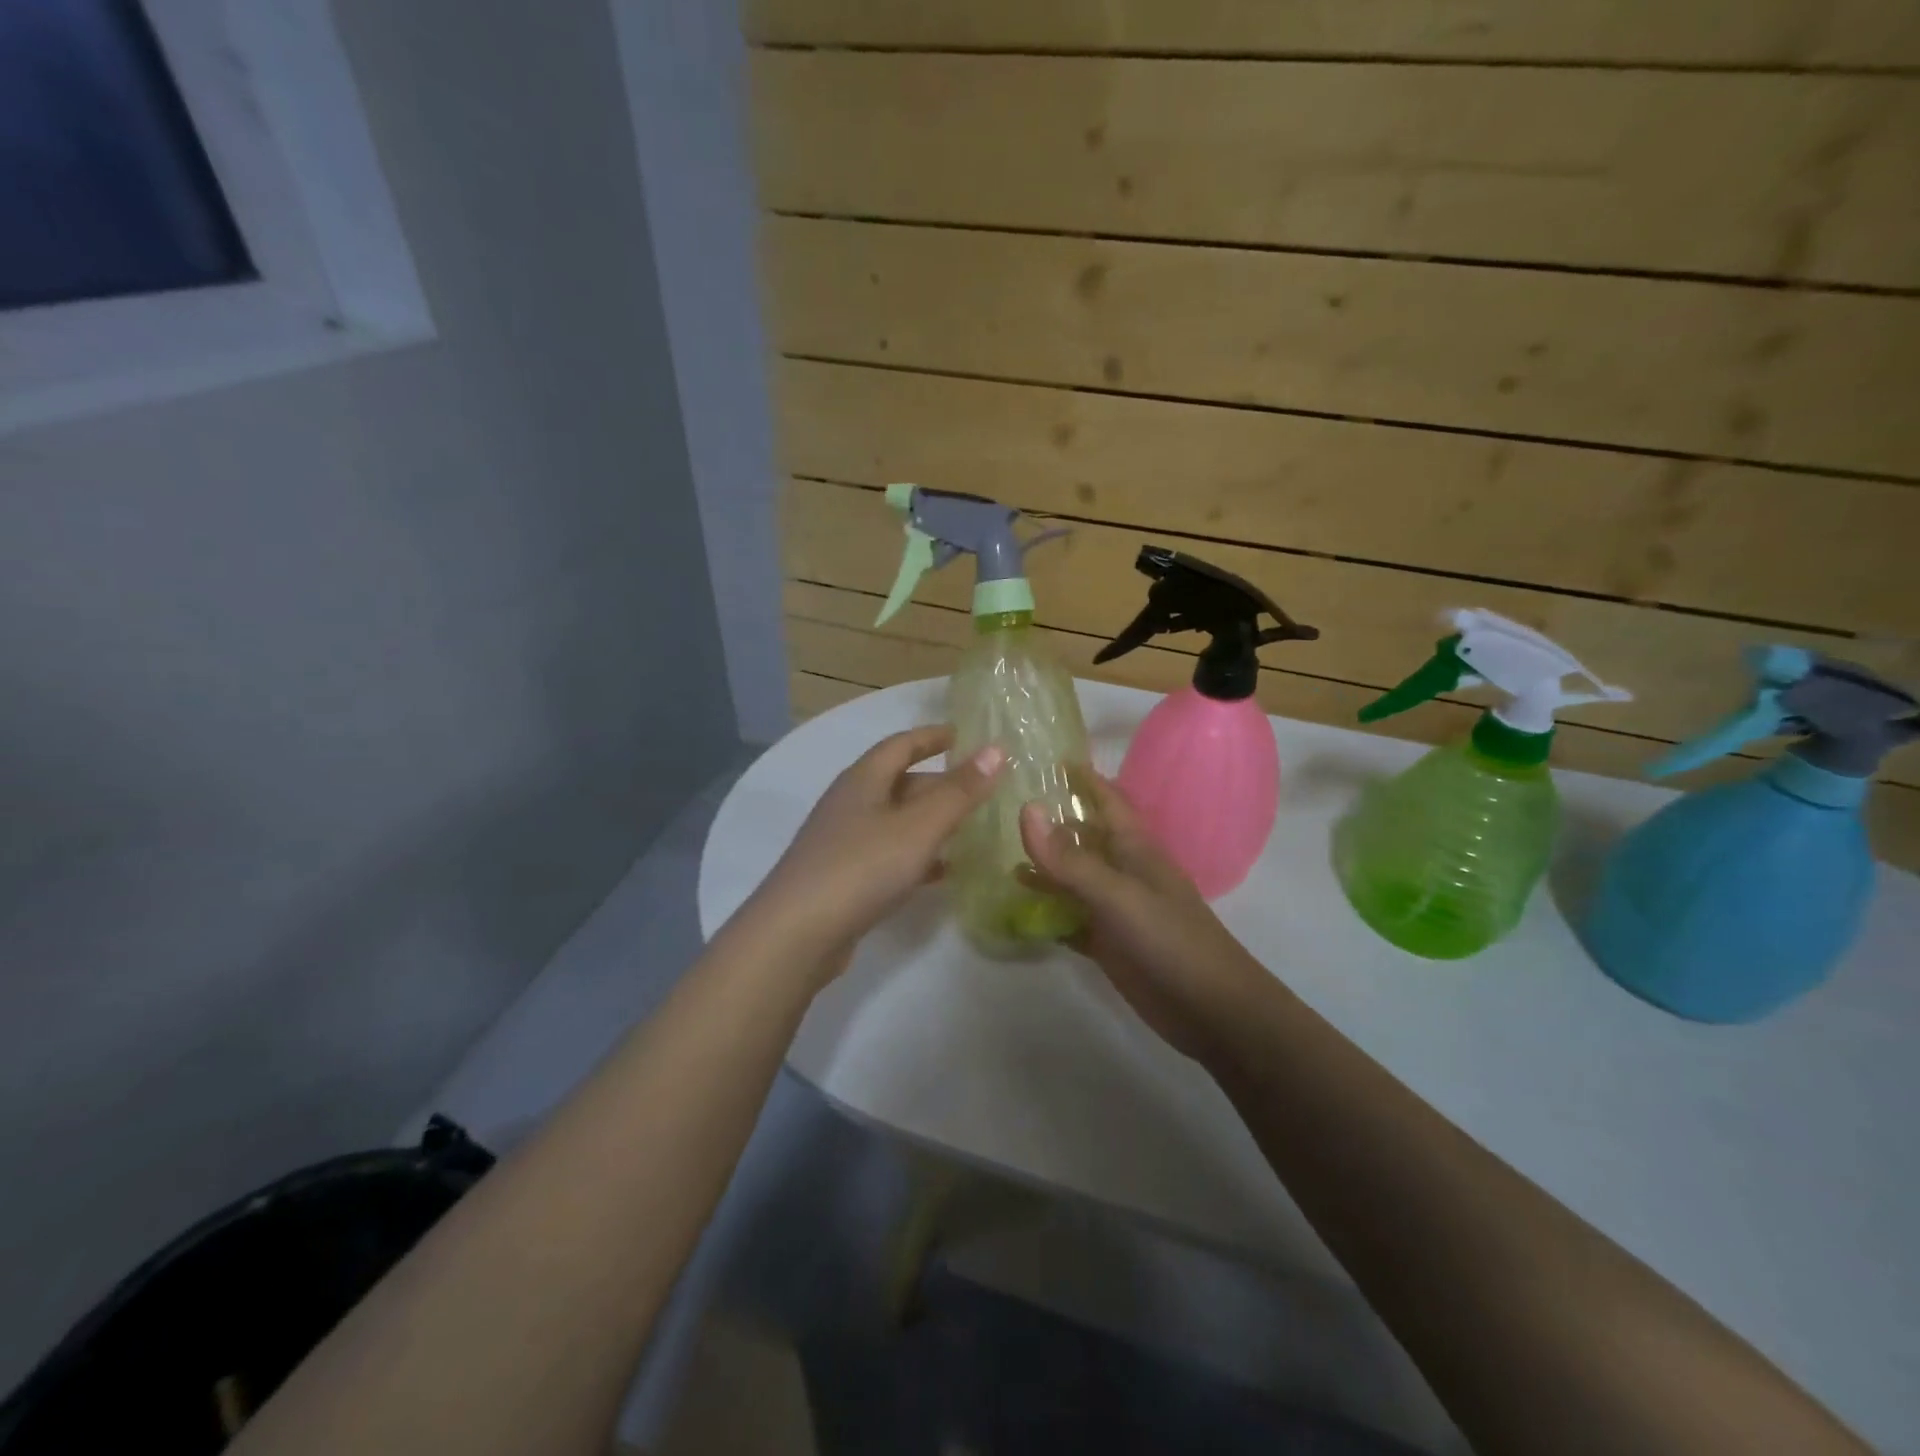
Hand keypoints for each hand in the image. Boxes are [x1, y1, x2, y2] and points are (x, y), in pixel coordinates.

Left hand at [748, 725, 1004, 981]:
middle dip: (938, 783)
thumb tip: (997, 750)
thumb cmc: (862, 867)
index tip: (964, 735)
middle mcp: (850, 803)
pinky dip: (917, 855)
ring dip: (929, 821)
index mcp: (863, 780)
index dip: (933, 736)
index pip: (901, 744)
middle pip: (899, 782)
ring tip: (970, 828)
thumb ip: (959, 791)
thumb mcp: (919, 826)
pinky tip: (942, 871)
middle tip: (979, 789)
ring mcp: (843, 842)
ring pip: (895, 821)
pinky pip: (888, 854)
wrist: (797, 934)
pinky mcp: (843, 877)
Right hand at [1019, 777, 1273, 1061]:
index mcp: (1133, 849)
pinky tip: (1016, 909)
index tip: (1048, 756)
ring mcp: (1114, 909)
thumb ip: (1070, 859)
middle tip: (1004, 805)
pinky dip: (1046, 913)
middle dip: (1051, 821)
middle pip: (1083, 837)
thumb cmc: (1170, 939)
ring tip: (1000, 856)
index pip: (1107, 800)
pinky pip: (1068, 919)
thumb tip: (1026, 809)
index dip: (1083, 778)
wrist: (1210, 1009)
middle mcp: (1122, 872)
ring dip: (1043, 869)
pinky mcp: (1107, 943)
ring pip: (1072, 879)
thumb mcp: (1117, 895)